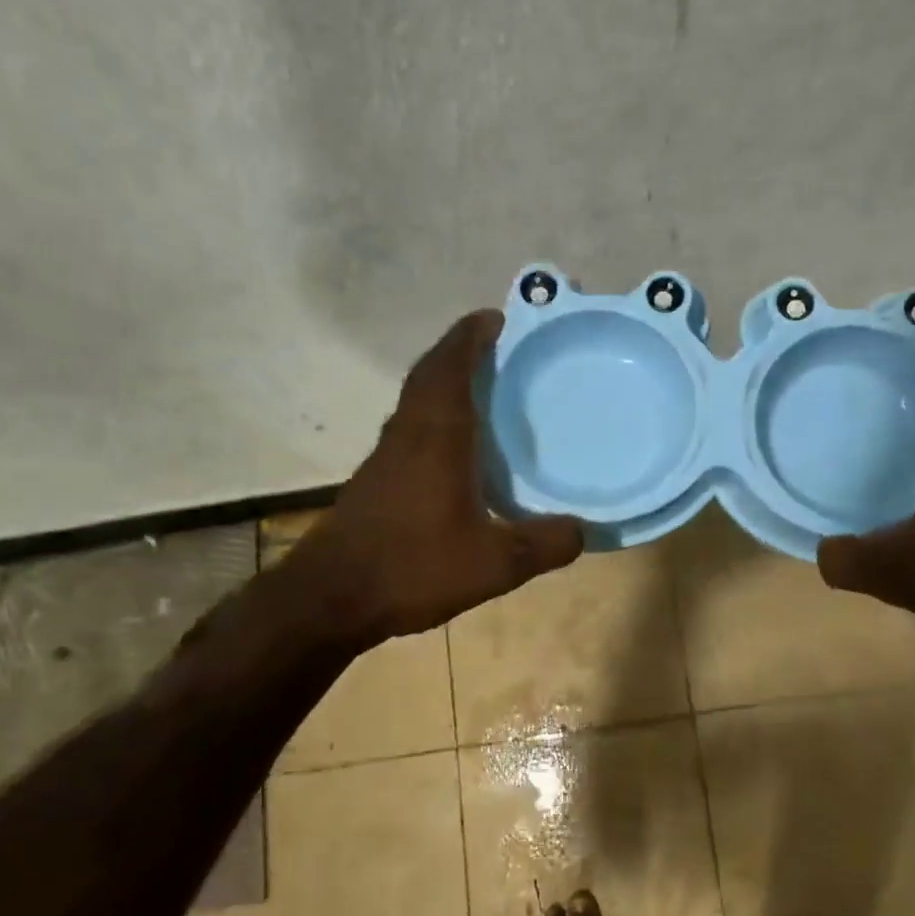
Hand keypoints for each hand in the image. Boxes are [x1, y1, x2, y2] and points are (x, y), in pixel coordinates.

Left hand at [270, 310, 584, 646]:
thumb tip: (584, 531)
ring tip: (483, 388)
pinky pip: (410, 428)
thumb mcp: (494, 564)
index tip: (495, 317)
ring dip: (445, 382)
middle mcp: (408, 435)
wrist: (331, 599)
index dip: (470, 336)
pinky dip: (435, 417)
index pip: (450, 367)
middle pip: (430, 375)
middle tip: (497, 346)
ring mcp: (386, 457)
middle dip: (460, 351)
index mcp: (436, 437)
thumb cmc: (413, 568)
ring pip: (416, 401)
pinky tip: (456, 447)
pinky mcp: (376, 480)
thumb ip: (543, 545)